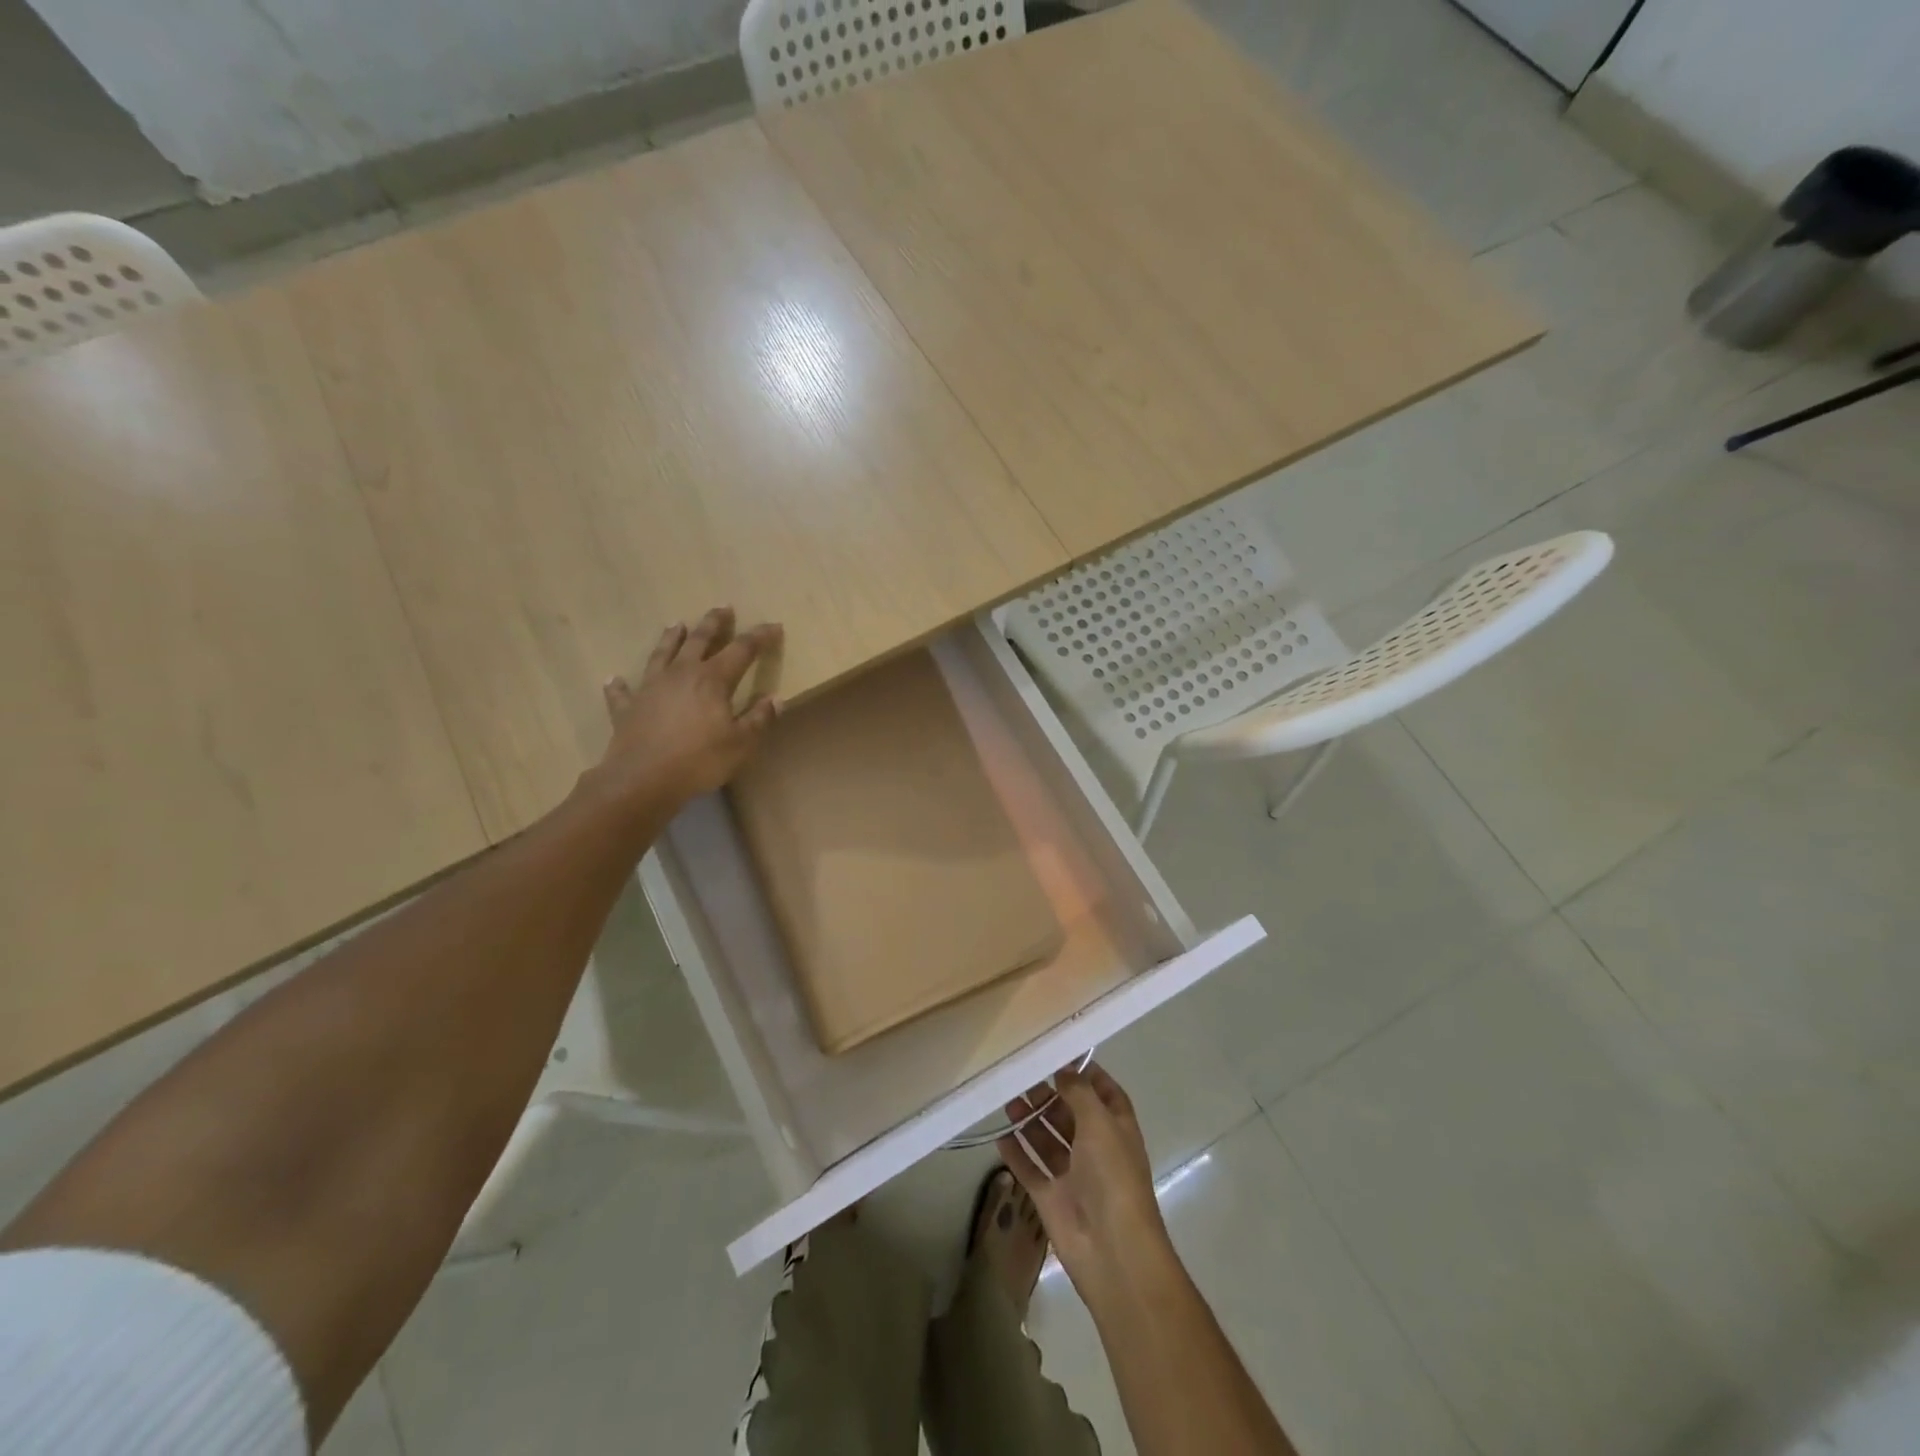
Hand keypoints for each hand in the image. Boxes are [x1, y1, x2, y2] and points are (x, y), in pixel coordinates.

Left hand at [587, 607, 782, 818]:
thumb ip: (759, 719)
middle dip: (714, 623)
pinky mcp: (627, 707)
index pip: (742, 650)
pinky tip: (614, 678)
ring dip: (671, 638)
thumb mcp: (741, 744)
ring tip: (677, 624)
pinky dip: (619, 684)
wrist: (642, 780)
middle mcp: (681, 674)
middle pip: (699, 640)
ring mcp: (650, 688)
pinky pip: (623, 691)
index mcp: (712, 679)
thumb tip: (775, 699)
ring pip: (662, 654)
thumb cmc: (699, 761)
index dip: (760, 637)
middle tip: (723, 608)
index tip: (774, 627)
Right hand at [997, 1063, 1174, 1300]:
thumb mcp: (1100, 1123)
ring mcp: (1073, 1175)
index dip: (1086, 1075)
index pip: (1104, 1093)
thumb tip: (1064, 1069)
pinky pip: (1030, 1169)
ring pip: (1048, 1140)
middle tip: (1022, 1078)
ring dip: (1030, 1120)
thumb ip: (1079, 1093)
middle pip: (1070, 1114)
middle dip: (1049, 1096)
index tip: (1059, 1056)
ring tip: (1007, 1100)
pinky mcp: (1051, 1198)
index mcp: (1117, 1129)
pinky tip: (1000, 1135)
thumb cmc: (1112, 1177)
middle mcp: (1096, 1148)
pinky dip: (1016, 1153)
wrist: (1111, 1250)